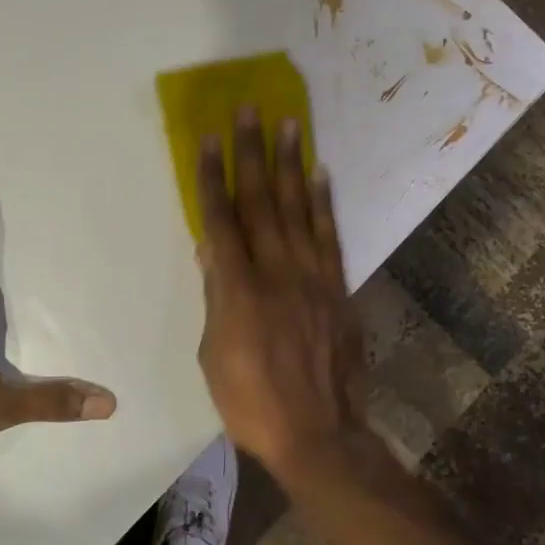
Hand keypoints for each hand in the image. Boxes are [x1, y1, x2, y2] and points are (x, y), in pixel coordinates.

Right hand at [195, 107, 366, 479]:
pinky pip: (329, 236)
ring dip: (290, 165)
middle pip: (260, 201)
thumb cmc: (251, 402)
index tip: (207, 139)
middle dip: (251, 152)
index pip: (219, 220)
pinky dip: (323, 203)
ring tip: (289, 125)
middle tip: (249, 111)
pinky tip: (318, 175)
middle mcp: (276, 271)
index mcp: (237, 289)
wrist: (319, 434)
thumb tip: (211, 250)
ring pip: (297, 209)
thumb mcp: (213, 354)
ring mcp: (312, 277)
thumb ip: (215, 296)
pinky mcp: (337, 288)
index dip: (211, 177)